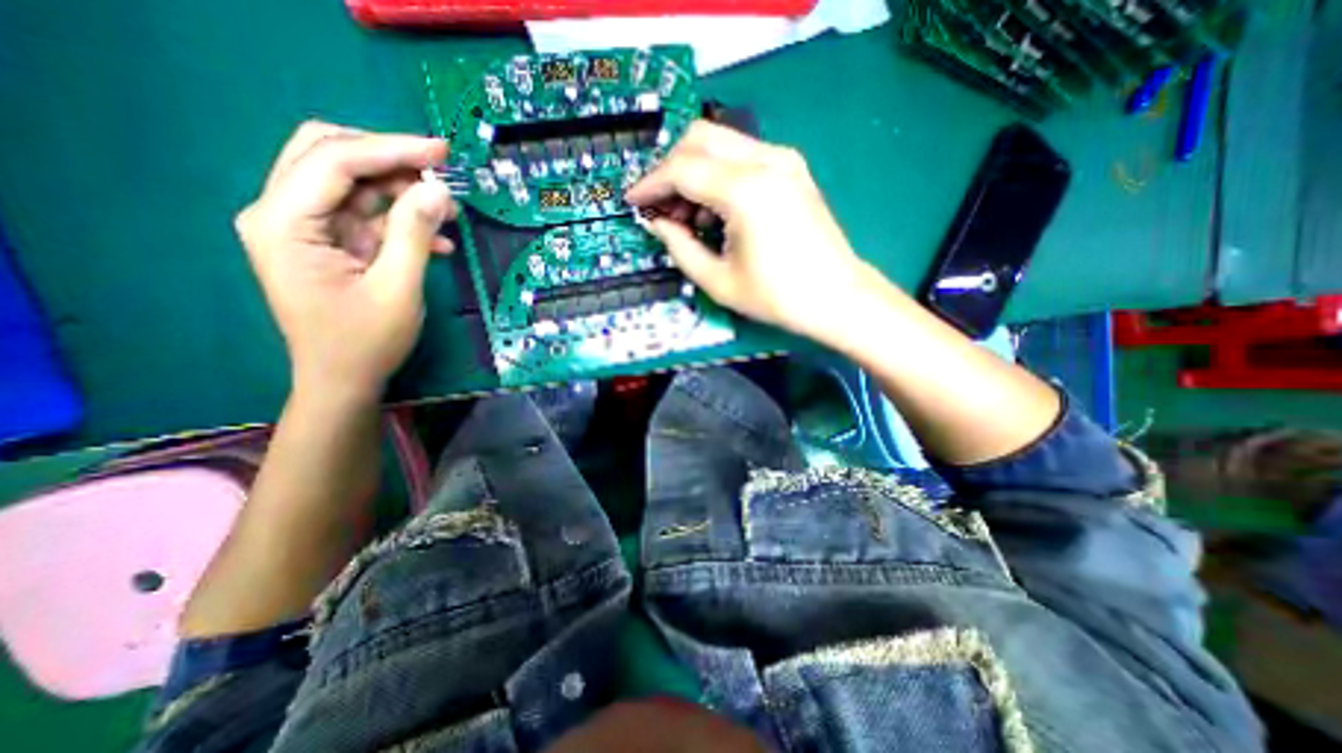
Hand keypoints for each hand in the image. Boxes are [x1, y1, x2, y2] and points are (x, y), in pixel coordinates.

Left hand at [232, 124, 454, 401]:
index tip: (441, 150)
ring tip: (447, 209)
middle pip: (330, 157)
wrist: (343, 381)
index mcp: (284, 223)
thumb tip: (438, 190)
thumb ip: (414, 234)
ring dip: (401, 192)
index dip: (391, 149)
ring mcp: (305, 229)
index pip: (334, 161)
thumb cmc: (365, 342)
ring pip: (352, 185)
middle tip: (440, 170)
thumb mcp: (397, 288)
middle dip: (389, 159)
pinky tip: (437, 240)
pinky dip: (401, 221)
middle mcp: (282, 214)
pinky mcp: (329, 244)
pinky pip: (366, 217)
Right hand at [629, 120, 871, 340]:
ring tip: (687, 216)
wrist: (836, 297)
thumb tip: (657, 223)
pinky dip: (717, 174)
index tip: (633, 202)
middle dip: (669, 169)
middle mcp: (765, 161)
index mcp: (745, 191)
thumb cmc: (777, 297)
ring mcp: (783, 160)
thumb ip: (680, 247)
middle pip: (699, 138)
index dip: (651, 184)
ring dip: (693, 170)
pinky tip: (715, 210)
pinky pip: (740, 156)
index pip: (682, 169)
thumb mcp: (718, 281)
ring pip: (719, 142)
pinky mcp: (791, 168)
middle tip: (660, 207)